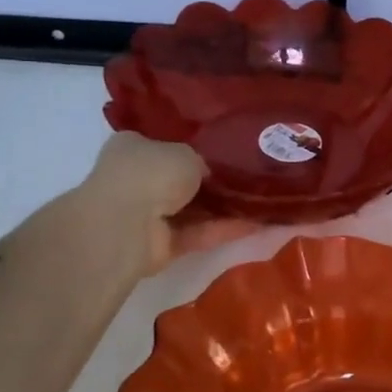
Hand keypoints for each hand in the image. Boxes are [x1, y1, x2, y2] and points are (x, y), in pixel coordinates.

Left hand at [76, 131, 255, 274]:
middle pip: (182, 181)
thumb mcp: (186, 152)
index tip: (227, 154)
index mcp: (133, 148)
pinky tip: (261, 224)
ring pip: (194, 210)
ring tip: (266, 203)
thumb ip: (201, 162)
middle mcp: (137, 180)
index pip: (165, 146)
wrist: (126, 225)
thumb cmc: (150, 173)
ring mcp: (149, 216)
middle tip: (253, 179)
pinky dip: (227, 230)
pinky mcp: (163, 245)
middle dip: (214, 183)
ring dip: (226, 209)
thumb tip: (211, 175)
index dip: (195, 150)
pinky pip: (200, 234)